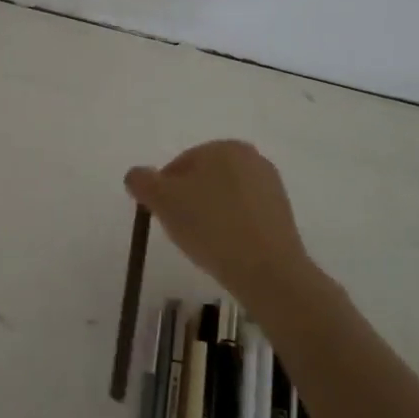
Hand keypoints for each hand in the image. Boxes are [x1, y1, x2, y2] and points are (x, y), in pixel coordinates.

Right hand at [124, 140, 327, 312]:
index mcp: (224, 147)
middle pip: (202, 179)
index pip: (179, 165)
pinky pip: (243, 214)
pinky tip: (226, 248)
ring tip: (204, 243)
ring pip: (223, 197)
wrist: (266, 270)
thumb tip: (136, 176)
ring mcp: (270, 185)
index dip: (164, 192)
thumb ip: (142, 181)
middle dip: (187, 202)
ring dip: (209, 215)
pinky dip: (230, 226)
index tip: (163, 218)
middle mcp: (250, 158)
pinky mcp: (282, 213)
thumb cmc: (210, 226)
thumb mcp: (162, 200)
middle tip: (181, 231)